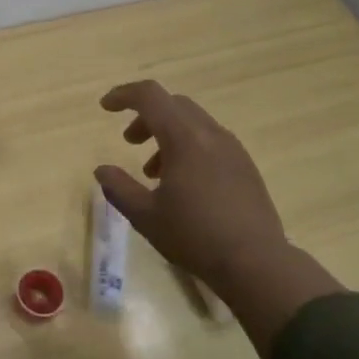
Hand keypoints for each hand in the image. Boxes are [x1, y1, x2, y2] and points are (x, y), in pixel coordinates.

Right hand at [96, 81, 342, 352]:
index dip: (124, 95)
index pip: (150, 96)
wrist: (256, 263)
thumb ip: (119, 188)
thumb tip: (102, 170)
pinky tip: (183, 184)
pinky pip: (210, 141)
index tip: (105, 107)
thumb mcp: (145, 216)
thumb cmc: (195, 237)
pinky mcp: (245, 166)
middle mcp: (210, 134)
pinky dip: (188, 147)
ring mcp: (232, 148)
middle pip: (173, 105)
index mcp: (184, 138)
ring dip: (167, 135)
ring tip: (153, 172)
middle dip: (146, 116)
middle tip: (129, 141)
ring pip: (193, 123)